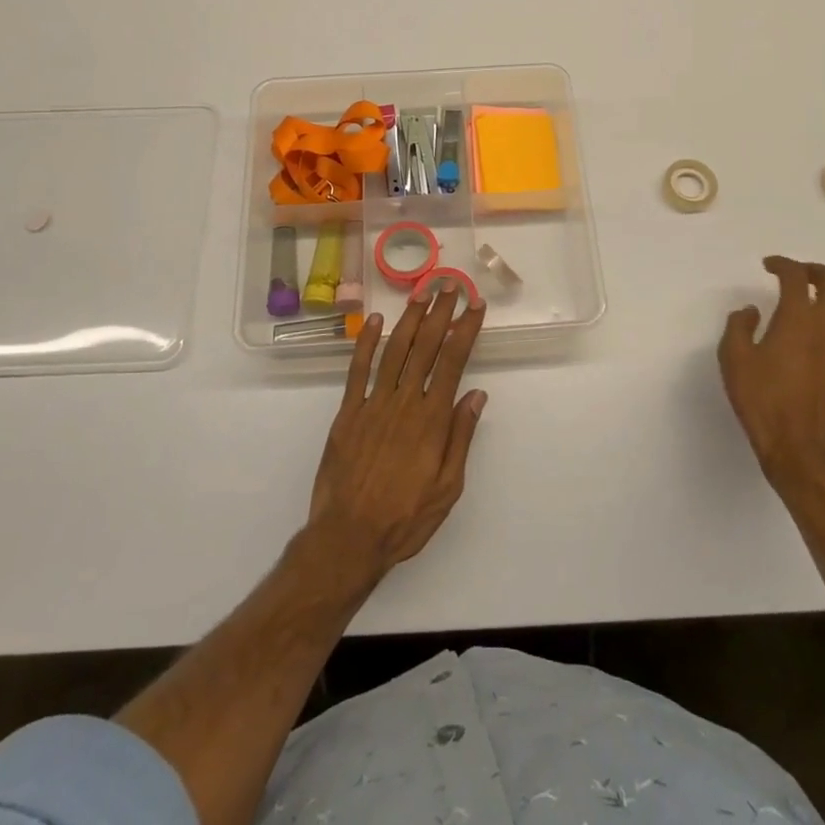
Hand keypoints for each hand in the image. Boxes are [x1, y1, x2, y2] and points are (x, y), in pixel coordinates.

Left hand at [306, 289, 487, 589]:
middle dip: (440, 314)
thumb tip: (476, 394)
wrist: (348, 538)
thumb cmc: (405, 519)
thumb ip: (461, 437)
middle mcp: (404, 403)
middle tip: (451, 286)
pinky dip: (367, 342)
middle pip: (425, 347)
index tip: (474, 305)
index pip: (452, 362)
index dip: (465, 330)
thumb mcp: (448, 488)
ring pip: (394, 351)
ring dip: (409, 319)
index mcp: (431, 420)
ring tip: (422, 294)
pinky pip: (358, 370)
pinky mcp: (348, 412)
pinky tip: (376, 321)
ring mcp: (373, 404)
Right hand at [719, 257, 824, 492]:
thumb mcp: (734, 359)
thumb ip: (739, 327)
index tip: (768, 266)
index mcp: (797, 319)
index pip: (795, 276)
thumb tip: (752, 311)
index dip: (782, 264)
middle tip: (798, 275)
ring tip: (824, 298)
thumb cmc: (761, 401)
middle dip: (816, 270)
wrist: (798, 449)